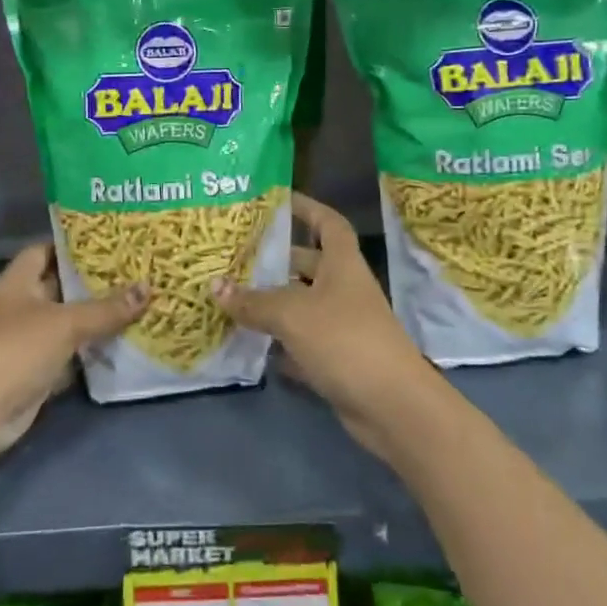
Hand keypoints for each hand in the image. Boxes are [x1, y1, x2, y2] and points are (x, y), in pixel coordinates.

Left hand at [0, 244, 146, 456]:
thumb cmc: (15, 350)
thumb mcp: (65, 323)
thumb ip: (106, 308)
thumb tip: (148, 287)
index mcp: (18, 282)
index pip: (45, 250)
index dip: (73, 244)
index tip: (109, 240)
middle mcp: (22, 306)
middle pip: (61, 285)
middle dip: (94, 280)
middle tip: (134, 268)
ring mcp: (28, 340)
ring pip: (69, 320)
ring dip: (97, 316)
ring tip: (138, 299)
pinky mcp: (38, 369)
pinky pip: (71, 351)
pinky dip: (93, 348)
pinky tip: (125, 339)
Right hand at [213, 192, 440, 457]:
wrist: (392, 405)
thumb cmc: (345, 340)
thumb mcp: (292, 314)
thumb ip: (253, 301)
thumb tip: (214, 286)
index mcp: (342, 265)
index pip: (328, 223)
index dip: (307, 208)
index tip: (278, 200)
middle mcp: (343, 289)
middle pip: (308, 265)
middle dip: (276, 260)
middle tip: (236, 255)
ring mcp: (342, 326)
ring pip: (301, 306)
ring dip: (271, 303)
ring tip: (231, 296)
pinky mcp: (337, 360)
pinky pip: (301, 343)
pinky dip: (279, 344)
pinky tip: (249, 344)